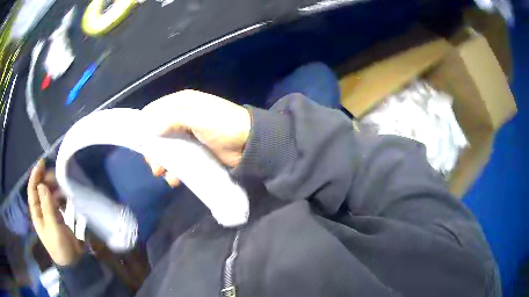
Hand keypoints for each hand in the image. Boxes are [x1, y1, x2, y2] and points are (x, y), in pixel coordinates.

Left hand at [28, 159, 82, 265]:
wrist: (73, 263)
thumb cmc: (60, 247)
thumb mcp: (53, 228)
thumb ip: (47, 207)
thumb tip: (42, 185)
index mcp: (36, 214)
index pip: (32, 190)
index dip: (35, 176)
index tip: (42, 163)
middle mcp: (41, 211)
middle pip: (40, 189)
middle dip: (46, 180)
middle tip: (57, 175)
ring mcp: (50, 213)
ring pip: (49, 194)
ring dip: (54, 187)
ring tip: (63, 185)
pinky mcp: (58, 217)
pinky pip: (57, 201)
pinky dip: (60, 195)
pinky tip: (66, 195)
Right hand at [142, 90, 250, 186]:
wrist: (249, 144)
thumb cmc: (223, 125)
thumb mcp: (196, 117)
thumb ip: (171, 119)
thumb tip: (148, 127)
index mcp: (181, 103)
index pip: (154, 110)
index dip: (144, 124)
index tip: (138, 142)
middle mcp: (181, 117)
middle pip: (157, 132)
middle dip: (153, 150)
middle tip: (154, 166)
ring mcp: (188, 136)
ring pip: (167, 148)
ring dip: (163, 162)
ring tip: (164, 174)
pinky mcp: (195, 152)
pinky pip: (178, 160)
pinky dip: (175, 170)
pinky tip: (175, 179)